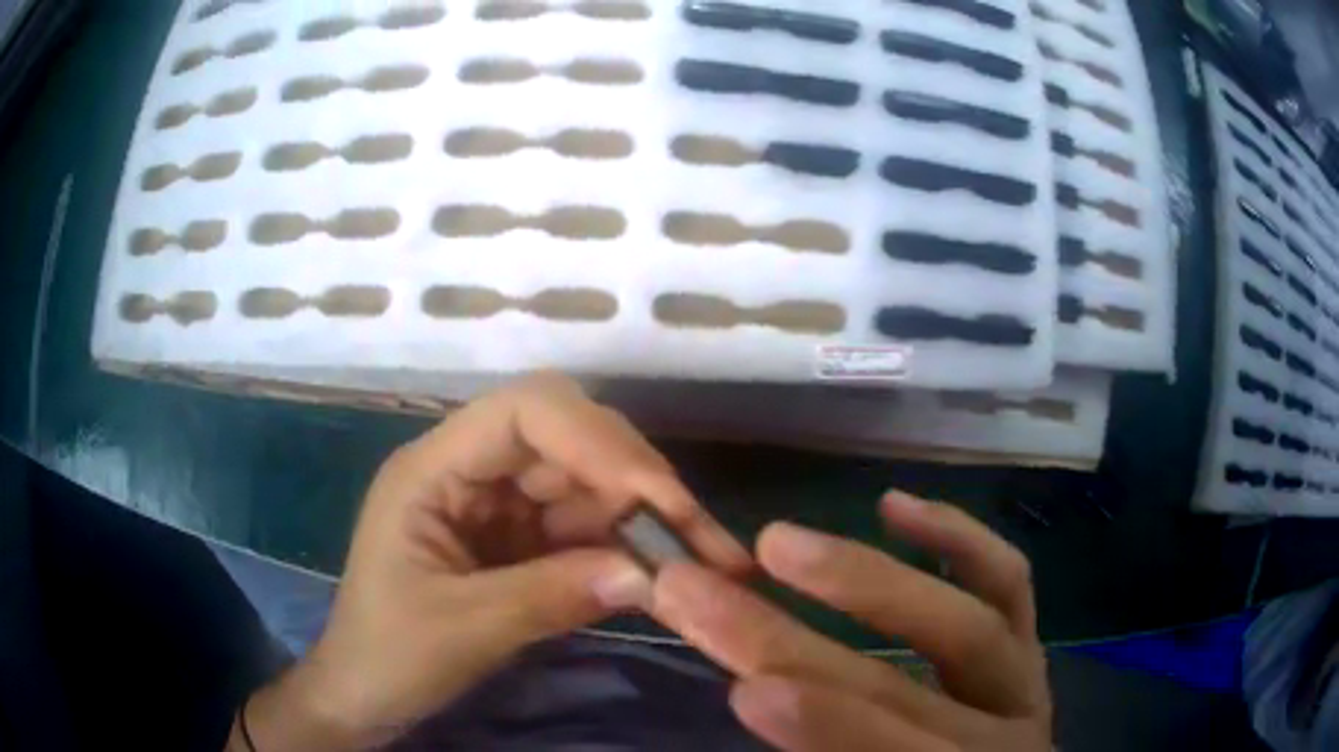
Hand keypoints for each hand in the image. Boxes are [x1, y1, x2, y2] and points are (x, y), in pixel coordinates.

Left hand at [231, 373, 750, 750]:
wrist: (364, 694)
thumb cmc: (387, 656)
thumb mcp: (462, 630)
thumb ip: (551, 596)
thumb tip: (651, 574)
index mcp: (433, 470)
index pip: (524, 412)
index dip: (598, 439)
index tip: (660, 497)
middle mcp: (469, 471)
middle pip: (568, 439)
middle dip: (636, 481)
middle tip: (700, 536)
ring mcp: (496, 505)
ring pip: (585, 484)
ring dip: (642, 519)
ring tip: (703, 561)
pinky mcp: (518, 540)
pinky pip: (582, 528)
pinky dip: (623, 547)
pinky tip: (660, 574)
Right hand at [652, 492, 1050, 751]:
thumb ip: (829, 745)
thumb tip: (762, 696)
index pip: (898, 750)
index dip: (829, 723)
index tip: (746, 689)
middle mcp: (1008, 735)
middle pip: (904, 684)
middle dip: (795, 645)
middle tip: (701, 596)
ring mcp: (1023, 680)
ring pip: (968, 620)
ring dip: (867, 578)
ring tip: (779, 542)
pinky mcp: (1025, 644)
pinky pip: (1007, 581)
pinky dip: (955, 538)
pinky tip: (894, 505)